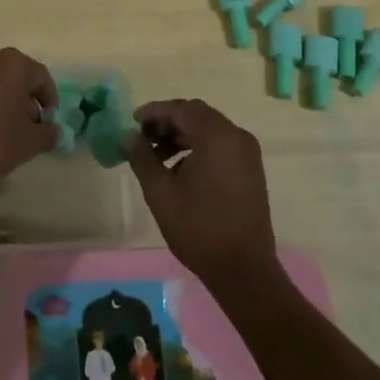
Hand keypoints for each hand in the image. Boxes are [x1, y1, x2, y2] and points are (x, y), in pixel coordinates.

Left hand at [0, 43, 57, 213]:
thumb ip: (48, 133)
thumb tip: (51, 130)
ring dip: (2, 98)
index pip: (41, 78)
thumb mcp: (29, 144)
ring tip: (3, 129)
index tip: (48, 123)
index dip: (49, 101)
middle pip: (15, 75)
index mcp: (13, 63)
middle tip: (27, 127)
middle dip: (24, 98)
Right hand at [127, 99, 281, 295]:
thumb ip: (142, 158)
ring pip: (209, 129)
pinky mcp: (251, 169)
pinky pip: (221, 144)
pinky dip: (198, 147)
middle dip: (168, 122)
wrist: (243, 269)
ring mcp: (247, 153)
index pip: (181, 109)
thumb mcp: (161, 192)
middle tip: (143, 137)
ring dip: (182, 135)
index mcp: (217, 136)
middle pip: (197, 115)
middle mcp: (236, 136)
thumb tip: (129, 135)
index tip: (133, 121)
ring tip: (156, 156)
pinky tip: (179, 169)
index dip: (154, 112)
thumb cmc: (198, 228)